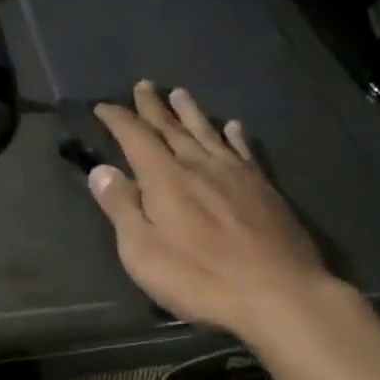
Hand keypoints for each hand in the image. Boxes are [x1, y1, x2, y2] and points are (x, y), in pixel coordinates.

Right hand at [88, 81, 341, 337]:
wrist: (278, 293)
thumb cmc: (200, 278)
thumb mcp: (143, 252)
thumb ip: (121, 208)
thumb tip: (100, 170)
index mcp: (166, 179)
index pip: (136, 138)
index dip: (118, 120)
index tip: (103, 106)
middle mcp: (200, 166)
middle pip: (172, 129)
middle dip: (154, 108)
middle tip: (143, 86)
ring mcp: (236, 175)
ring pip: (208, 133)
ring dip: (191, 113)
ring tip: (180, 93)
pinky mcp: (264, 189)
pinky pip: (244, 151)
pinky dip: (235, 136)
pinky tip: (234, 127)